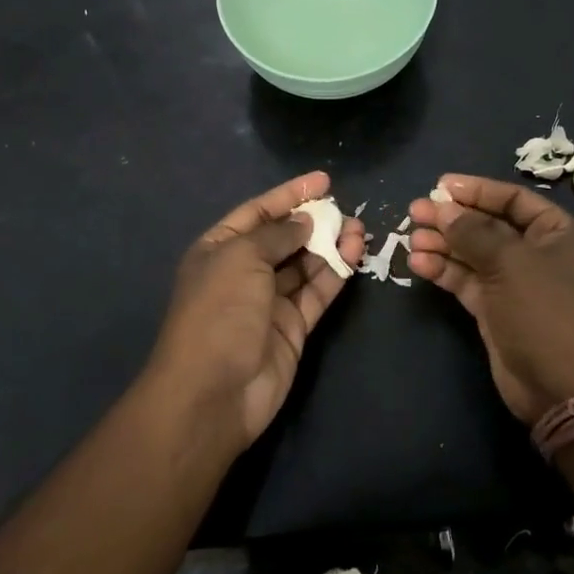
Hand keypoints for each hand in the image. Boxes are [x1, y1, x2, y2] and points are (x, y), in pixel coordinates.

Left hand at [147, 171, 364, 449]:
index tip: (323, 179)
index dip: (289, 194)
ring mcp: (269, 302)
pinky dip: (336, 273)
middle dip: (314, 221)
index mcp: (219, 249)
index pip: (258, 212)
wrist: (213, 393)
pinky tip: (355, 254)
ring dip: (330, 245)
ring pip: (305, 264)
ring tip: (359, 228)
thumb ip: (277, 234)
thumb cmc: (219, 311)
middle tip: (347, 208)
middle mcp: (243, 272)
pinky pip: (317, 292)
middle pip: (284, 237)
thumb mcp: (241, 258)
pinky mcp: (292, 328)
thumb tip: (305, 221)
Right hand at [408, 174, 573, 423]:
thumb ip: (473, 231)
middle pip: (489, 225)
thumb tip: (442, 208)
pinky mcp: (496, 310)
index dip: (477, 190)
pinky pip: (467, 281)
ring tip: (410, 238)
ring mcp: (516, 284)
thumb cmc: (545, 311)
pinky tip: (418, 263)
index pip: (514, 200)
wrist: (561, 388)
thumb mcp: (510, 262)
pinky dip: (444, 271)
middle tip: (416, 211)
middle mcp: (539, 254)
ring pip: (474, 254)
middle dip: (453, 219)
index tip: (441, 186)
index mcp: (559, 234)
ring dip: (443, 244)